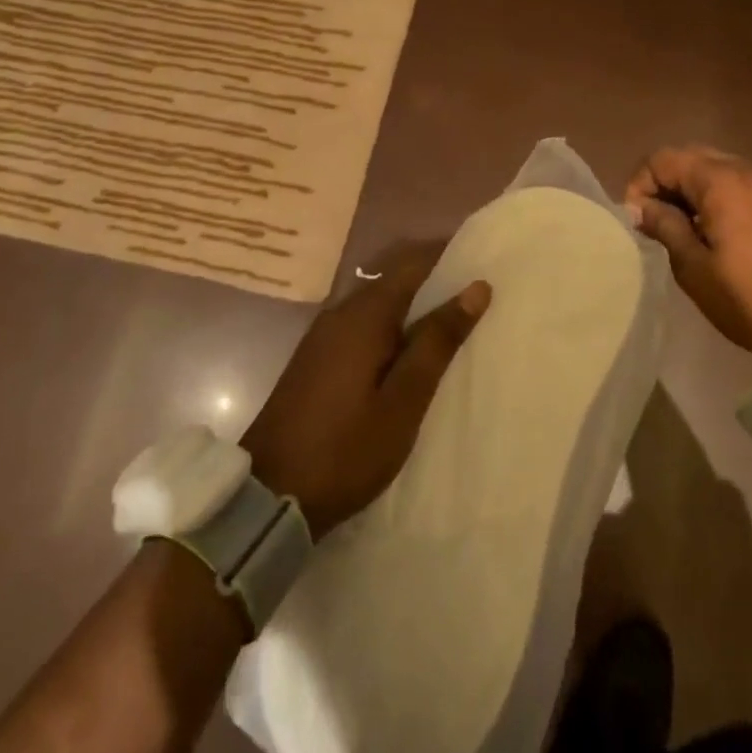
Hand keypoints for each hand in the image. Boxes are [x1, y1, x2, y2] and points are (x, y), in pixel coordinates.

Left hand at [242, 243, 490, 538]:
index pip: (413, 263)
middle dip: (435, 282)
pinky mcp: (317, 358)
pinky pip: (364, 325)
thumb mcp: (404, 400)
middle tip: (478, 299)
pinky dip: (393, 328)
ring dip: (414, 308)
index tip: (484, 263)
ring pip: (379, 304)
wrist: (268, 495)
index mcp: (364, 314)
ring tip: (453, 325)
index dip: (449, 257)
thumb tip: (475, 287)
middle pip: (395, 280)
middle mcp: (341, 312)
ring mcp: (324, 335)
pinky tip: (410, 353)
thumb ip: (437, 340)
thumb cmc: (346, 449)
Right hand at [624, 145, 751, 360]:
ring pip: (719, 168)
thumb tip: (640, 206)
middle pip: (692, 156)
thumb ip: (664, 225)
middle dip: (667, 181)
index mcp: (721, 182)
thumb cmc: (748, 298)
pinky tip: (720, 228)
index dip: (641, 184)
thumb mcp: (693, 267)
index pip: (664, 159)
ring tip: (686, 225)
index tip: (637, 219)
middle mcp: (748, 170)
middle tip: (657, 219)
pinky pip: (743, 183)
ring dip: (694, 187)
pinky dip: (721, 194)